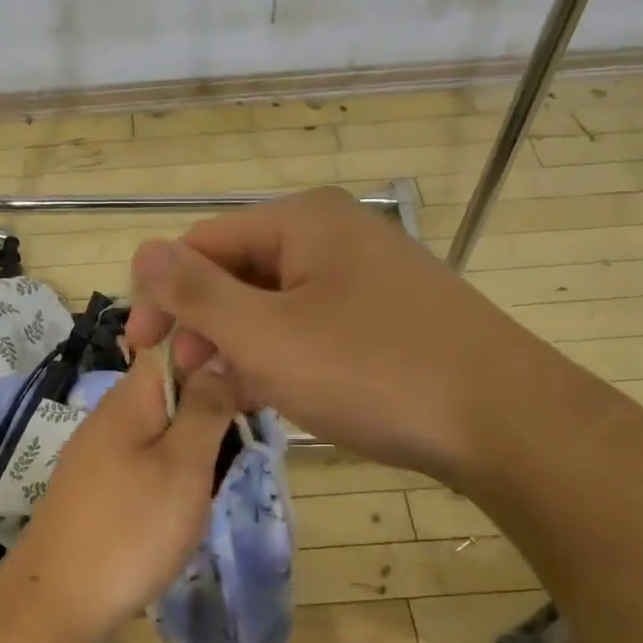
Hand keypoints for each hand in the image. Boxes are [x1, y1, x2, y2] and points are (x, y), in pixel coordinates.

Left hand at [0, 350, 239, 642]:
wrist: (57, 602)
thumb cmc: (130, 530)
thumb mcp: (182, 466)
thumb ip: (205, 408)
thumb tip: (219, 358)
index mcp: (129, 399)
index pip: (172, 346)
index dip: (214, 354)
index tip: (253, 385)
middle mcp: (109, 417)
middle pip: (168, 387)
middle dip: (209, 403)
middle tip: (244, 437)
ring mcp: (98, 454)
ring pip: (159, 426)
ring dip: (193, 440)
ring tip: (219, 473)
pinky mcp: (95, 488)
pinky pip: (143, 459)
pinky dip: (171, 469)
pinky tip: (184, 500)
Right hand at [124, 186, 522, 478]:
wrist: (504, 421)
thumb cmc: (370, 371)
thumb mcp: (264, 335)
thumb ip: (195, 293)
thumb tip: (141, 250)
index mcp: (301, 221)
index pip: (201, 245)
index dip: (160, 297)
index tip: (139, 353)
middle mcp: (334, 234)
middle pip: (238, 271)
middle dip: (203, 325)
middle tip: (186, 380)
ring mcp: (366, 275)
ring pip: (274, 304)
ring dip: (239, 345)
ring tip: (227, 393)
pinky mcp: (388, 315)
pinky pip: (312, 325)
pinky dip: (283, 356)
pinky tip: (274, 393)